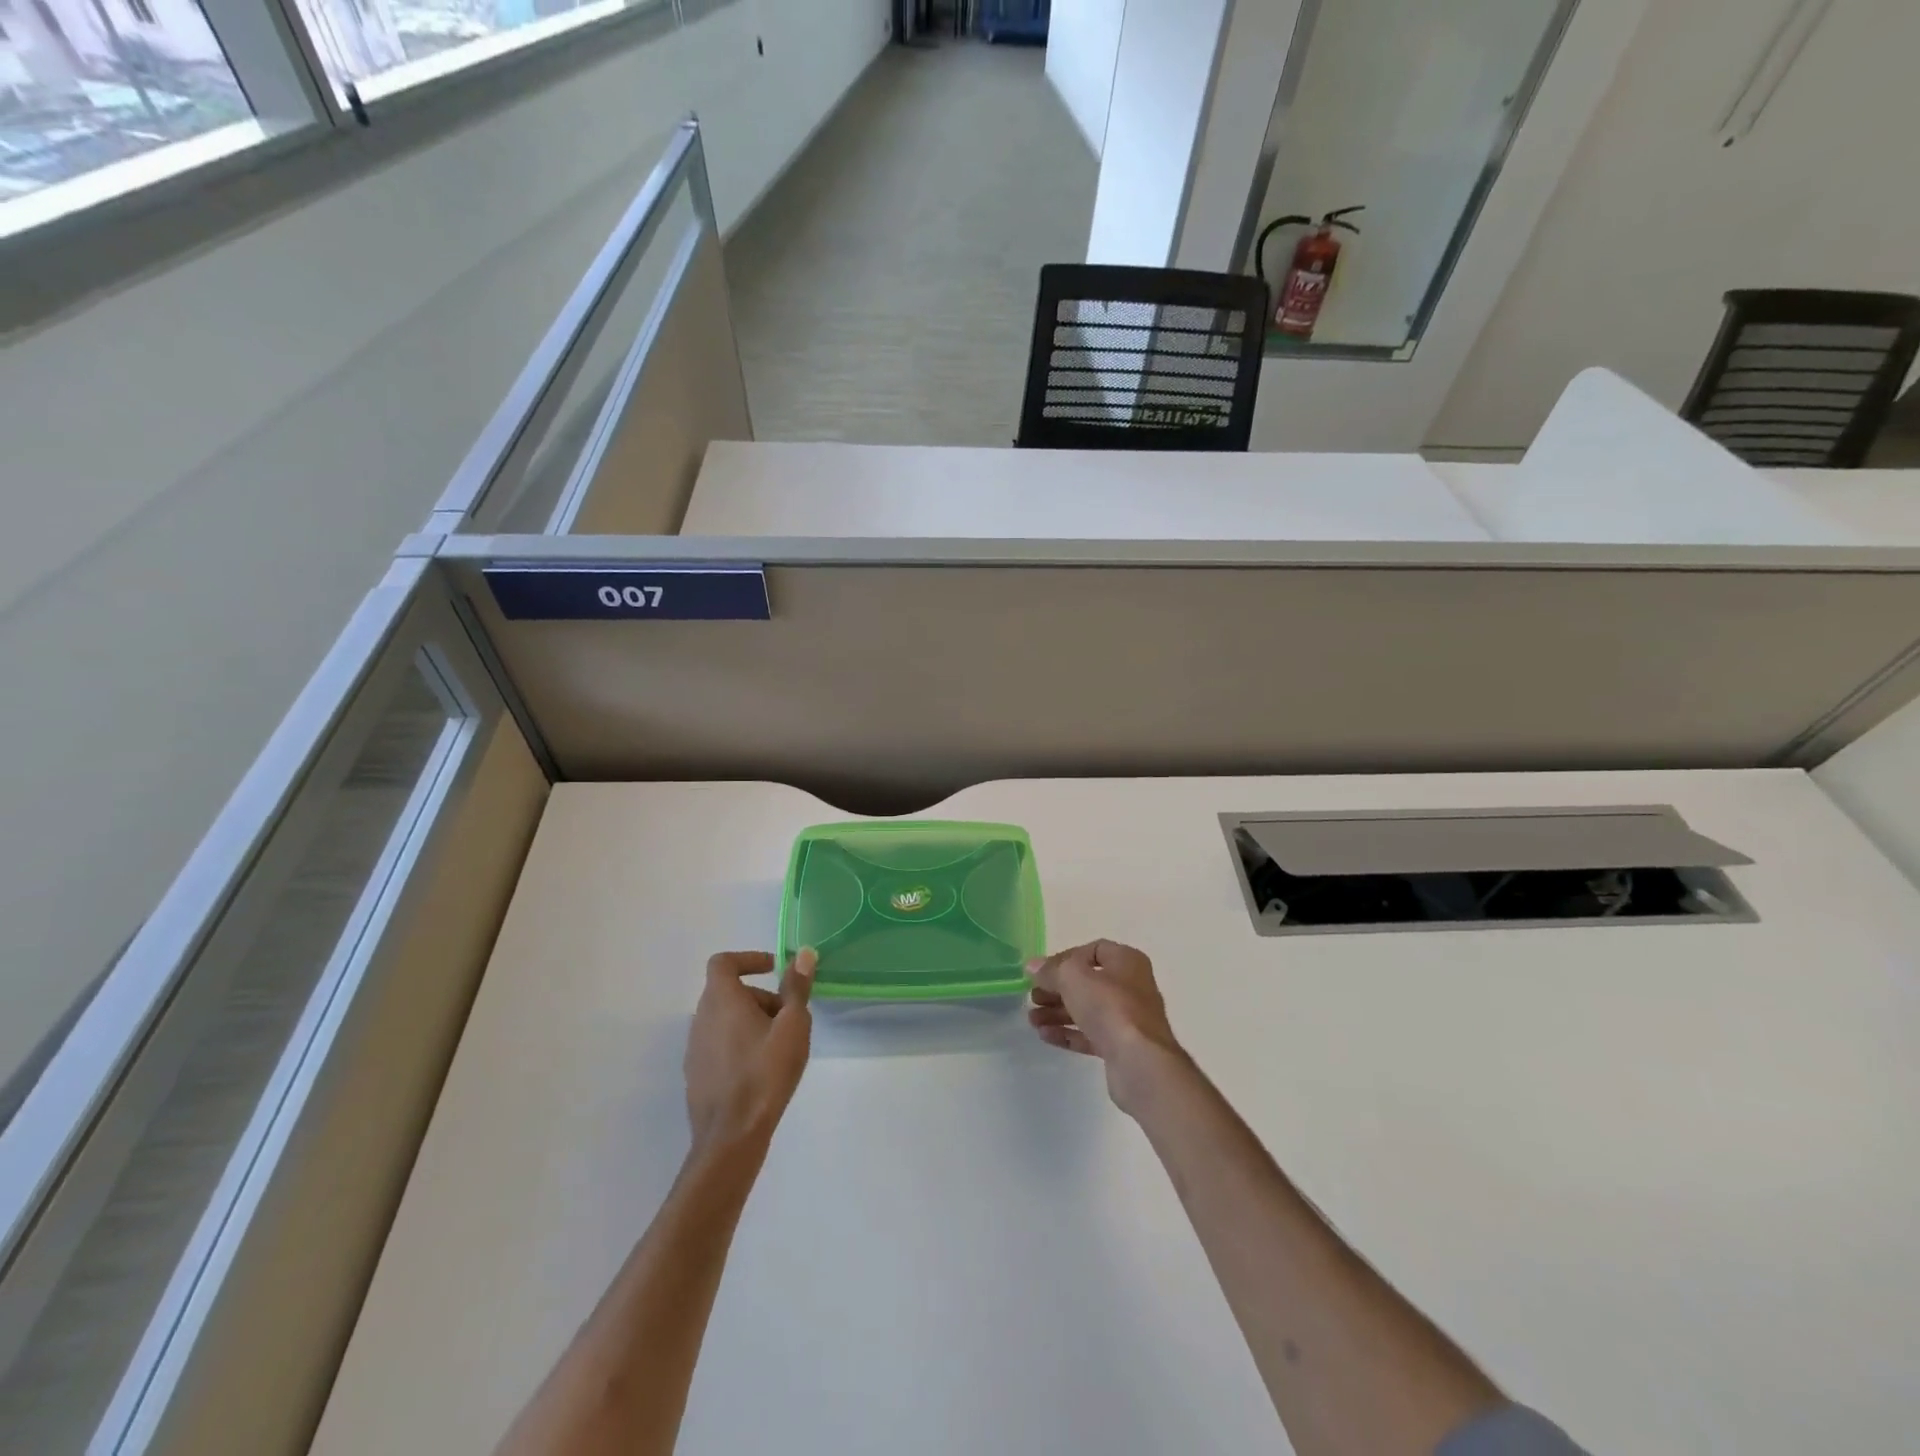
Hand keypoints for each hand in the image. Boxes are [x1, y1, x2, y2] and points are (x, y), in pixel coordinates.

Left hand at [684, 949, 814, 1154]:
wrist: (731, 1136)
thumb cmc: (765, 1073)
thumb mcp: (792, 1026)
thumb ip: (796, 988)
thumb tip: (803, 954)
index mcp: (721, 1000)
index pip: (724, 962)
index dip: (749, 959)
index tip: (774, 969)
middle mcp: (701, 1018)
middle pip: (728, 992)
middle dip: (760, 996)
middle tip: (788, 1015)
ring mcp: (694, 1048)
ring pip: (724, 1019)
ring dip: (750, 1020)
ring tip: (779, 1045)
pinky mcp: (696, 1074)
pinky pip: (718, 1044)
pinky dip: (739, 1043)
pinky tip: (761, 1069)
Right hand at [1026, 940, 1186, 1114]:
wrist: (1140, 1062)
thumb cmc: (1109, 1007)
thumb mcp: (1072, 977)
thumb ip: (1050, 970)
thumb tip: (1033, 966)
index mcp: (1126, 961)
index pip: (1093, 950)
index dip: (1065, 958)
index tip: (1043, 972)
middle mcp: (1131, 986)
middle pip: (1087, 982)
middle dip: (1057, 989)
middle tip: (1033, 998)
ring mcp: (1127, 1019)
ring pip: (1087, 1009)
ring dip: (1057, 1013)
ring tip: (1032, 1020)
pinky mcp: (1121, 1046)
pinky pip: (1090, 1034)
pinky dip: (1068, 1033)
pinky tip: (1045, 1036)